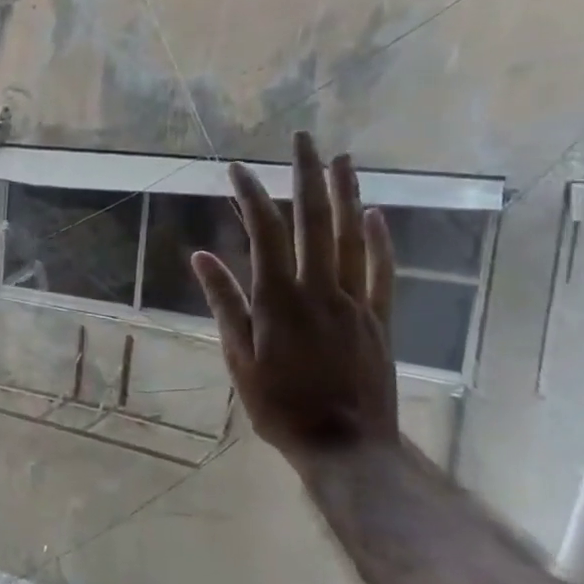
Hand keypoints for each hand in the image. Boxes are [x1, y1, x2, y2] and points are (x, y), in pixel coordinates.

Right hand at [190, 132, 399, 468]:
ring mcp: (354, 301)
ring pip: (350, 237)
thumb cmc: (279, 405)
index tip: (237, 170)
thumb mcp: (238, 357)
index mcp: (278, 299)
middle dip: (307, 176)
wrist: (344, 445)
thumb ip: (224, 302)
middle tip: (304, 139)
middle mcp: (318, 289)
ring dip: (346, 195)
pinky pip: (381, 272)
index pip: (264, 233)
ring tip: (342, 159)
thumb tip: (202, 257)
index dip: (251, 196)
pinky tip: (374, 215)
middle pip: (313, 221)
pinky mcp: (379, 319)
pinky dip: (378, 241)